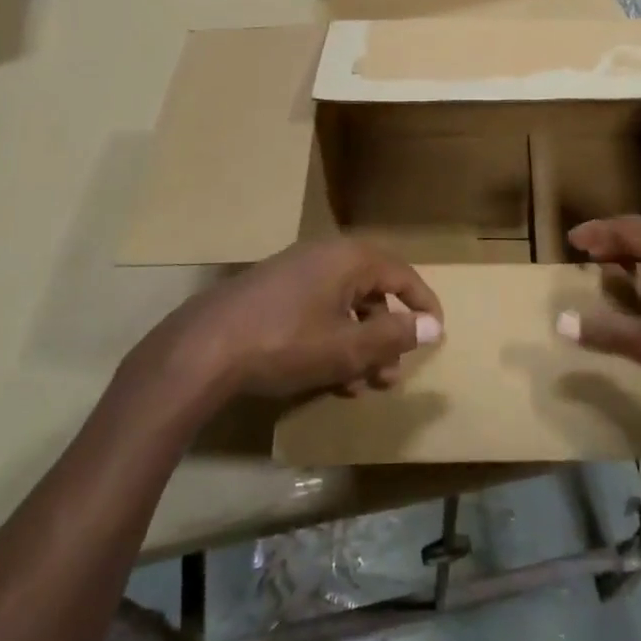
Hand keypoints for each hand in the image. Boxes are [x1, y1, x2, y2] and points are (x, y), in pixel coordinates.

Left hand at [157, 240, 443, 400]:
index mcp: (350, 258)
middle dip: (386, 336)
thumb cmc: (286, 342)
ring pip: (345, 305)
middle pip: (373, 291)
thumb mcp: (347, 347)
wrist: (205, 347)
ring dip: (359, 344)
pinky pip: (319, 310)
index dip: (423, 305)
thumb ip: (393, 335)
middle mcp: (326, 255)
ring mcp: (297, 271)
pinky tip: (329, 377)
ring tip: (361, 385)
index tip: (436, 335)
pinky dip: (333, 339)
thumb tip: (432, 325)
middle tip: (391, 374)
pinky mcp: (274, 290)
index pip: (402, 275)